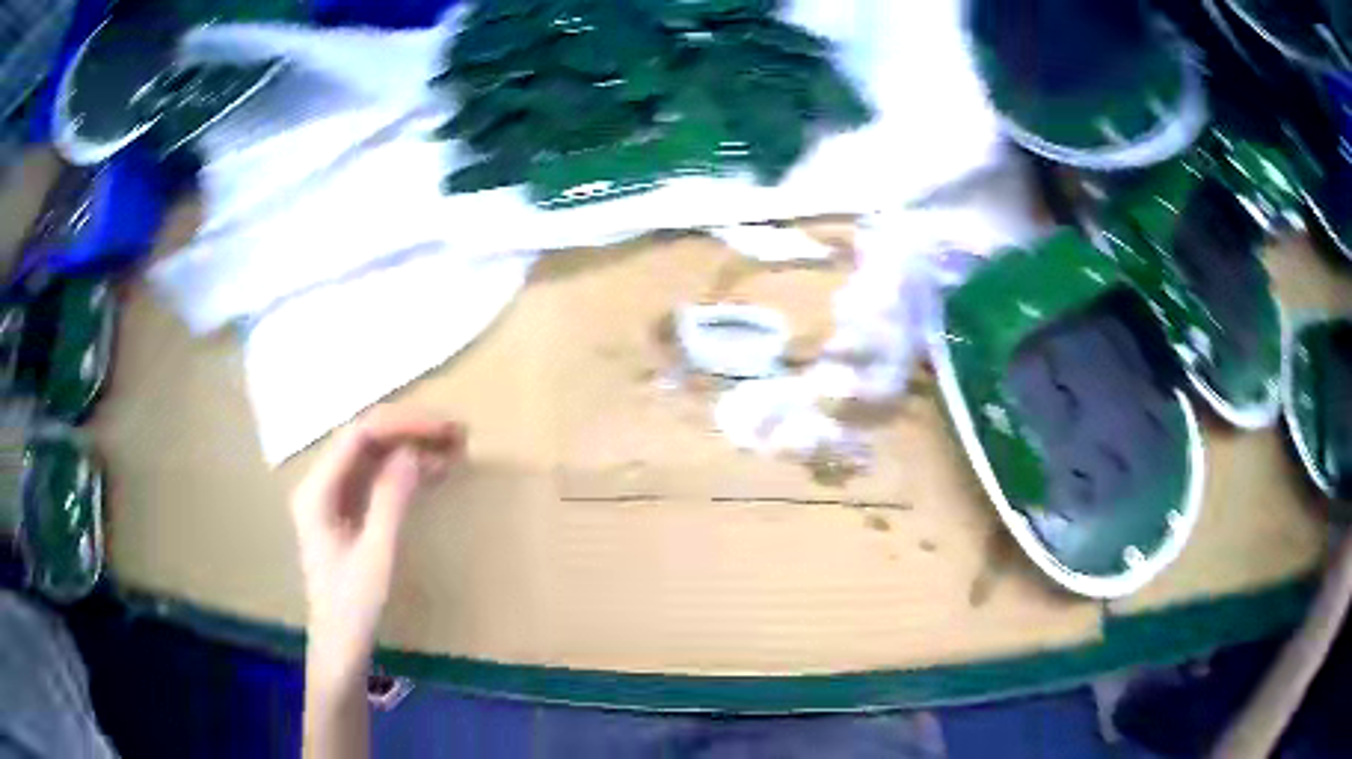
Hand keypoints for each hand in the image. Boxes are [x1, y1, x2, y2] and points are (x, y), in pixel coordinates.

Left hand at [290, 406, 464, 685]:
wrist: (340, 645)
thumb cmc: (354, 606)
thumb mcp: (377, 553)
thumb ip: (391, 499)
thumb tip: (413, 451)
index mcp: (317, 489)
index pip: (359, 434)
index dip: (403, 424)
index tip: (444, 429)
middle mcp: (320, 483)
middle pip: (365, 439)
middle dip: (409, 431)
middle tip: (456, 434)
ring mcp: (332, 496)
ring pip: (372, 455)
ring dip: (410, 447)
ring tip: (453, 447)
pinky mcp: (345, 510)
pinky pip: (375, 477)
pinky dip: (404, 471)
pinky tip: (433, 472)